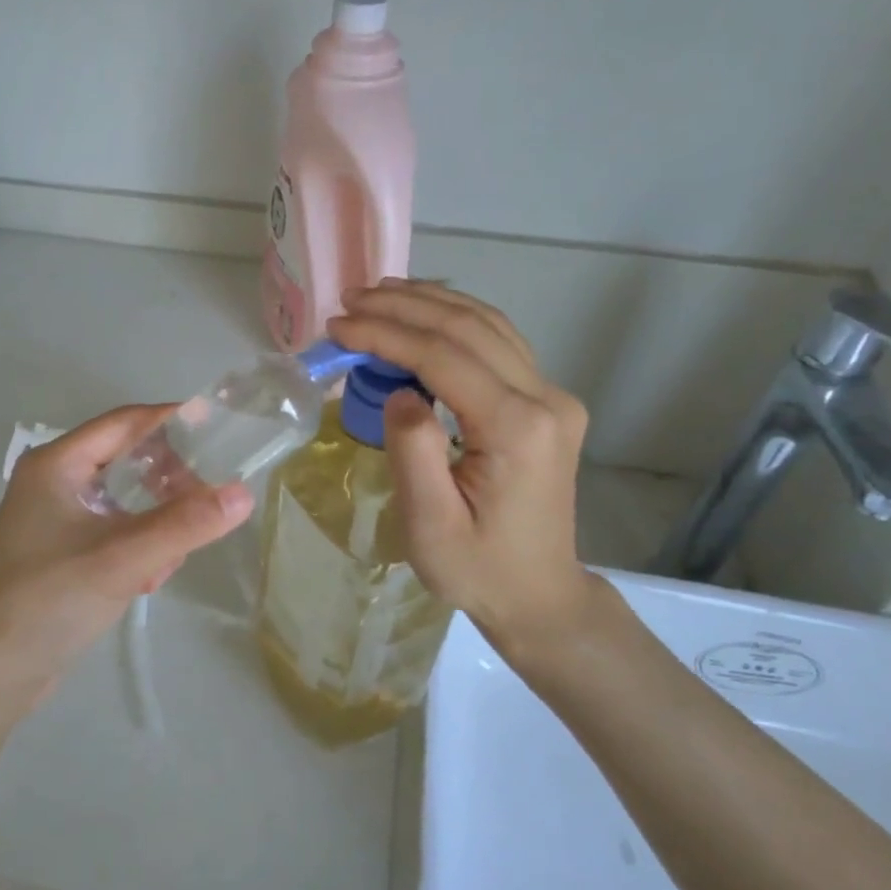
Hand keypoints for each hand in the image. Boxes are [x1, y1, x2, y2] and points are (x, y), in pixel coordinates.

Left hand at [0, 405, 252, 703]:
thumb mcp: (123, 559)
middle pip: (126, 459)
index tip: (220, 429)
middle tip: (205, 503)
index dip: (173, 421)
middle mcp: (53, 481)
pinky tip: (149, 579)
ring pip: (124, 500)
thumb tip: (243, 494)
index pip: (125, 422)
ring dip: (156, 521)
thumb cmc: (49, 602)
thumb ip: (185, 525)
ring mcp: (54, 518)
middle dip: (168, 481)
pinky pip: (113, 531)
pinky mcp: (60, 552)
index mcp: (57, 464)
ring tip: (174, 555)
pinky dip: (137, 545)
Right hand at [329, 280, 602, 678]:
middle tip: (348, 299)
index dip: (386, 333)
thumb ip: (413, 451)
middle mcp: (545, 399)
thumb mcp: (430, 526)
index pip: (444, 356)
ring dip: (430, 303)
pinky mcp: (547, 403)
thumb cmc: (478, 570)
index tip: (337, 326)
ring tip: (378, 295)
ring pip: (488, 325)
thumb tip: (400, 391)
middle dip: (403, 306)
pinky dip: (455, 321)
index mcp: (517, 428)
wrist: (539, 594)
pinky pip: (499, 343)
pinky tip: (422, 315)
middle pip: (468, 328)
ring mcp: (553, 397)